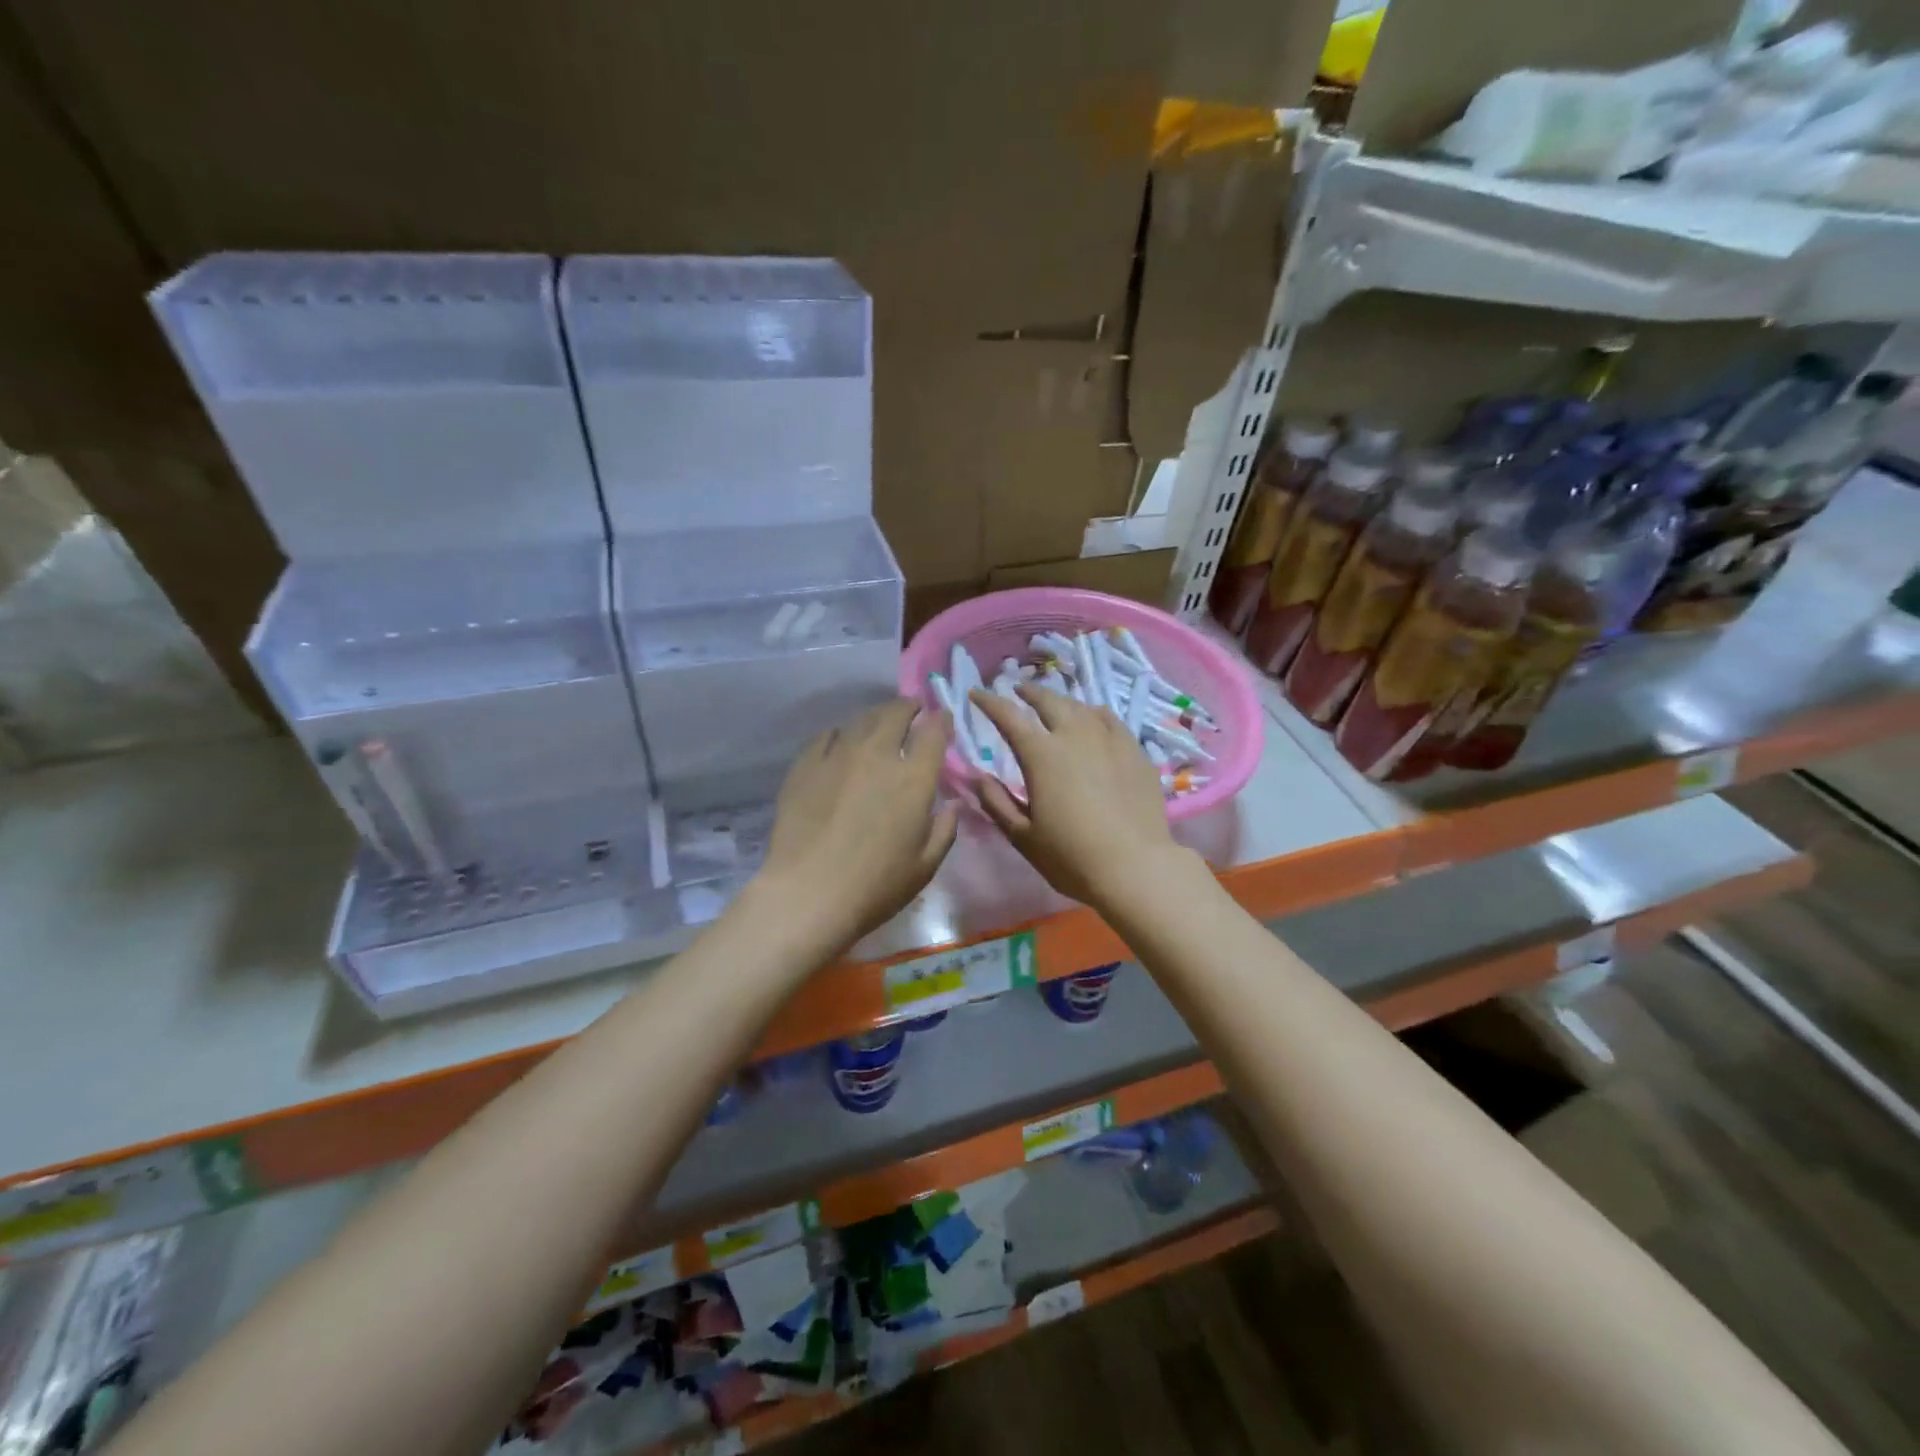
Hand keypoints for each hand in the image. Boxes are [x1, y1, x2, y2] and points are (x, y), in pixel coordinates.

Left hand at [756, 699, 959, 952]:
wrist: (808, 894)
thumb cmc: (876, 886)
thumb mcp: (925, 866)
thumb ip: (945, 829)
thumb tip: (953, 804)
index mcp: (914, 778)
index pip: (934, 732)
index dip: (942, 720)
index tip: (943, 720)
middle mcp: (878, 754)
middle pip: (896, 713)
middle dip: (909, 707)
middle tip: (913, 711)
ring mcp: (838, 755)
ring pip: (862, 719)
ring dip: (877, 717)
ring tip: (880, 724)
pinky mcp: (805, 764)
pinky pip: (827, 736)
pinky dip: (841, 734)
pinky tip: (841, 743)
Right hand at [968, 685, 1190, 910]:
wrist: (1136, 867)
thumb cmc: (1071, 856)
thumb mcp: (1022, 836)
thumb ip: (996, 803)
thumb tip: (977, 777)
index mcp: (1041, 755)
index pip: (1009, 717)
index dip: (989, 702)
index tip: (976, 694)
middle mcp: (1074, 736)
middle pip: (1049, 701)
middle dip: (1029, 692)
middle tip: (1019, 691)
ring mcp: (1109, 740)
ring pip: (1081, 707)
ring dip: (1062, 701)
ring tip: (1055, 704)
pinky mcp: (1135, 751)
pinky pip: (1110, 720)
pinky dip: (1094, 714)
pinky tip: (1094, 719)